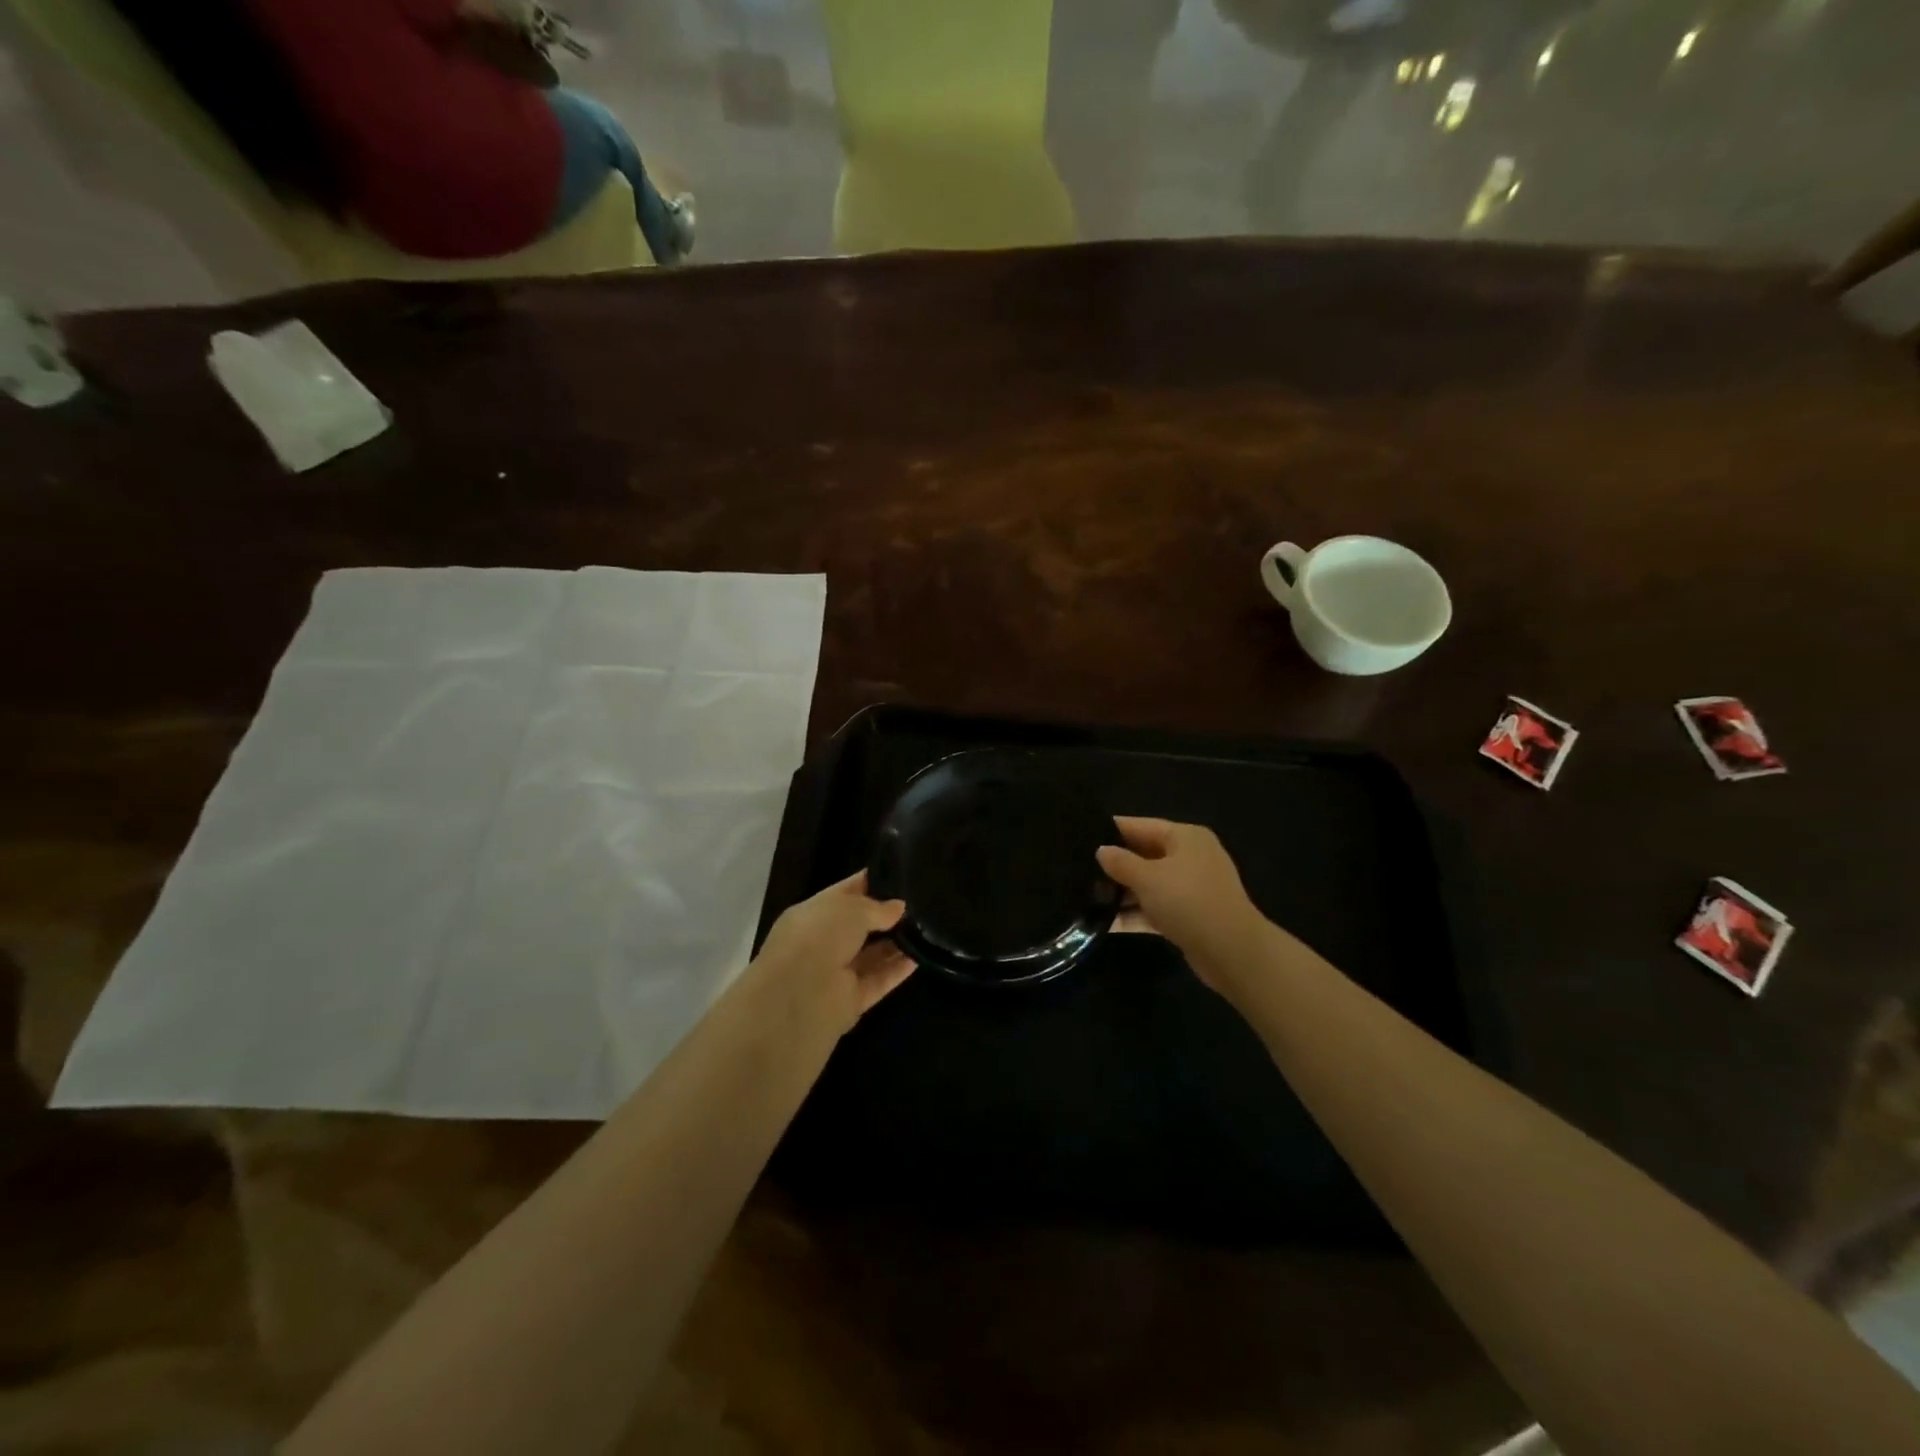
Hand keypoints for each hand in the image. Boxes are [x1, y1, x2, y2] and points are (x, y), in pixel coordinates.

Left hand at [750, 872, 915, 1035]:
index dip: (870, 883)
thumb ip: (877, 907)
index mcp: (813, 914)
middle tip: (921, 903)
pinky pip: (879, 980)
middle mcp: (823, 942)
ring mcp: (836, 973)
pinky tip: (921, 956)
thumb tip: (899, 908)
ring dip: (896, 943)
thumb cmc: (819, 936)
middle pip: (860, 926)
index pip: (846, 893)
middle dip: (886, 915)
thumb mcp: (851, 908)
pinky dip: (897, 970)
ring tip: (927, 928)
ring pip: (871, 955)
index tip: (900, 876)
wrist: (800, 995)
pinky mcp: (851, 1000)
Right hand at [1097, 818, 1269, 991]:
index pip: (1141, 825)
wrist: (1232, 952)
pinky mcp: (1191, 916)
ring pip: (1150, 883)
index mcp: (1185, 837)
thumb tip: (1101, 851)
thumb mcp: (1147, 878)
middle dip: (1115, 864)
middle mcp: (1191, 857)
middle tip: (1079, 869)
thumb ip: (1120, 862)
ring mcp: (1193, 888)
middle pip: (1145, 854)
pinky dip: (1136, 913)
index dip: (1111, 830)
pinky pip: (1157, 908)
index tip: (1080, 835)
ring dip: (1123, 892)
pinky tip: (1106, 922)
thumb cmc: (1188, 901)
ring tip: (1086, 896)